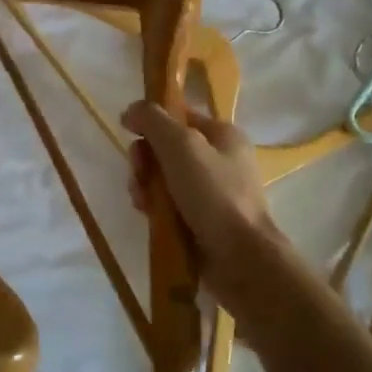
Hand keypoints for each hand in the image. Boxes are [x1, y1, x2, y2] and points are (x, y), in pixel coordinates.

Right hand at [122, 102, 280, 292]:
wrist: (241, 259)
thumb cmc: (214, 194)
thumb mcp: (181, 145)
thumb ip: (153, 120)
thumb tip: (131, 111)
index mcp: (222, 134)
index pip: (177, 115)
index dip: (151, 122)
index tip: (130, 135)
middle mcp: (219, 160)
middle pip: (166, 148)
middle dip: (145, 161)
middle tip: (139, 176)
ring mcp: (211, 192)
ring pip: (163, 178)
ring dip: (146, 186)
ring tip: (143, 203)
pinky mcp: (202, 221)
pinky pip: (169, 205)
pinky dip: (156, 209)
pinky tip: (150, 217)